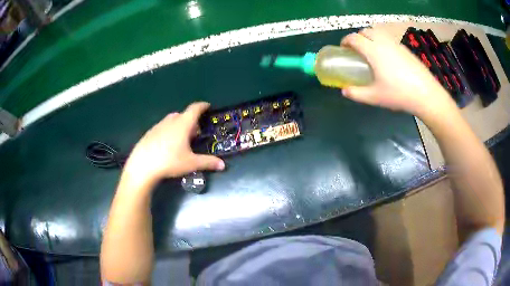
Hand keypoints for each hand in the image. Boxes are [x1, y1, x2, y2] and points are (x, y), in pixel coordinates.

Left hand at [123, 102, 224, 185]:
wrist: (143, 165)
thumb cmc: (169, 161)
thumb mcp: (191, 163)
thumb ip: (208, 162)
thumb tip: (223, 165)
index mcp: (182, 124)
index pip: (194, 109)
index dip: (202, 106)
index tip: (207, 106)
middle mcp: (170, 121)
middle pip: (183, 115)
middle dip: (191, 120)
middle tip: (195, 132)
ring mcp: (158, 126)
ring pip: (172, 120)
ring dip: (179, 125)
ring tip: (181, 139)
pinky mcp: (149, 133)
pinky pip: (162, 127)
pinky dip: (168, 131)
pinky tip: (167, 145)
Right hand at [340, 28, 455, 117]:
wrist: (425, 94)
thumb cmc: (398, 94)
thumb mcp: (374, 97)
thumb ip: (357, 93)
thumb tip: (344, 91)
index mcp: (373, 50)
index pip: (354, 38)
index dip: (345, 41)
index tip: (343, 49)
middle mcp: (383, 42)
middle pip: (365, 31)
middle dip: (357, 37)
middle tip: (357, 50)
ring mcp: (396, 44)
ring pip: (378, 33)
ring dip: (370, 37)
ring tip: (372, 52)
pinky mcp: (405, 49)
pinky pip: (389, 39)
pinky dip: (382, 42)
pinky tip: (387, 58)